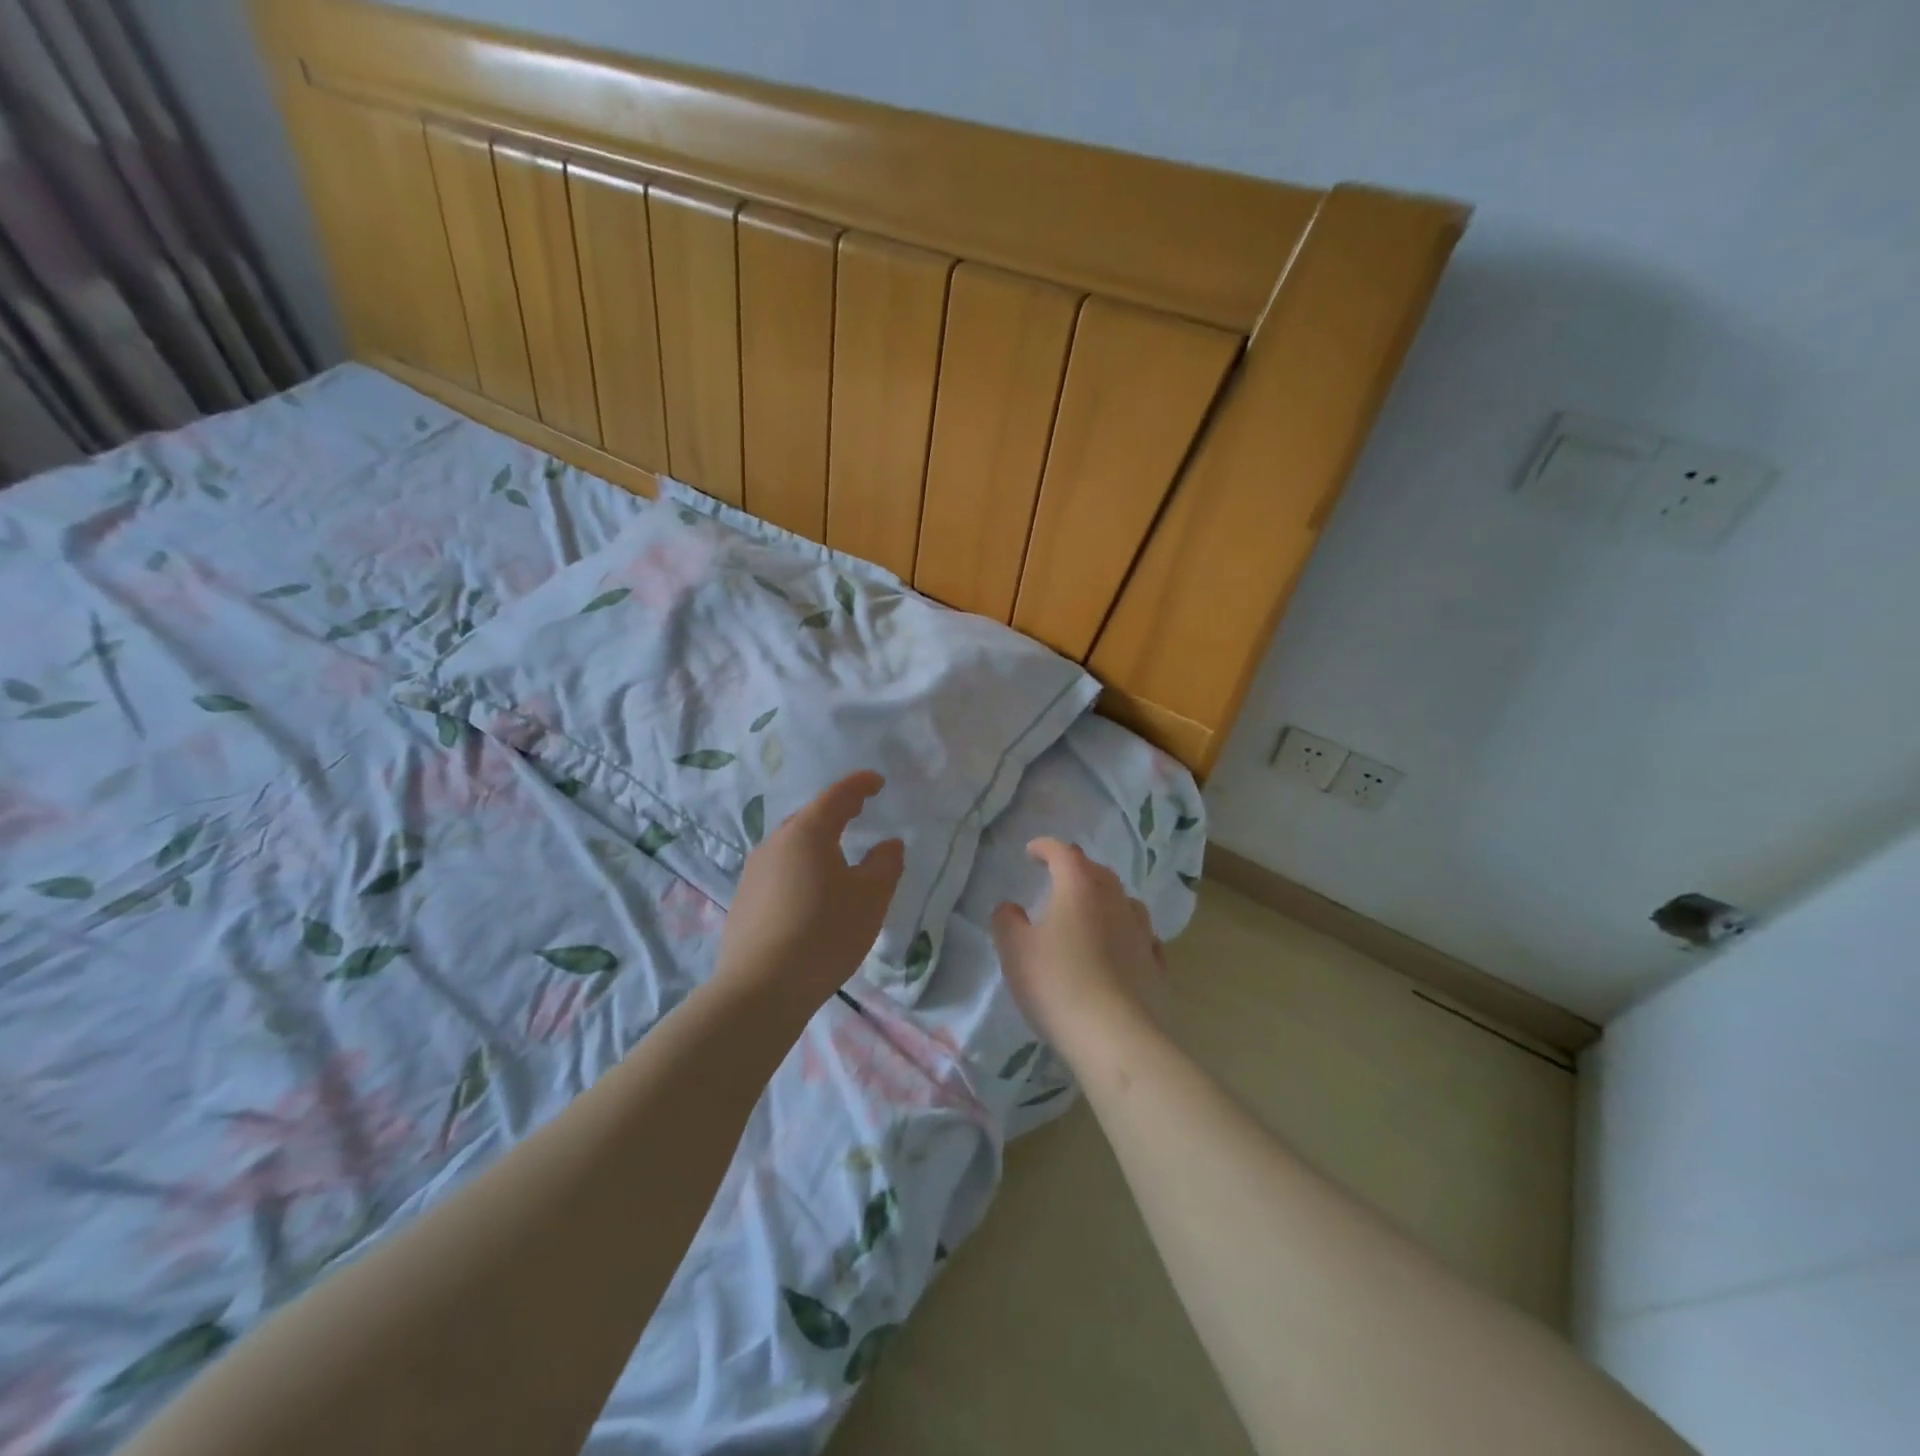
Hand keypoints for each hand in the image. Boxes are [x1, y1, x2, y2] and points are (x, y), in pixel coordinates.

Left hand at [716, 771, 904, 1008]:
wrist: (760, 988)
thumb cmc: (824, 933)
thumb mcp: (870, 898)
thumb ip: (885, 864)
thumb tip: (889, 844)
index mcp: (807, 833)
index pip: (837, 796)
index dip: (859, 785)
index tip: (877, 782)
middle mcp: (775, 844)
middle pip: (809, 818)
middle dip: (835, 812)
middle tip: (858, 811)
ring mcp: (753, 873)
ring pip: (791, 846)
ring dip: (816, 843)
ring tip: (837, 855)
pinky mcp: (744, 902)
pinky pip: (779, 872)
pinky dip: (800, 869)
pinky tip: (811, 893)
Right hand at [991, 838, 1166, 1060]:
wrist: (1115, 1036)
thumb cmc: (1057, 984)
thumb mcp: (1015, 951)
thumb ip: (1007, 921)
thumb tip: (1011, 907)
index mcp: (1079, 888)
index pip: (1064, 853)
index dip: (1046, 847)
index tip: (1031, 851)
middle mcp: (1115, 900)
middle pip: (1097, 872)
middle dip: (1076, 868)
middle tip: (1058, 877)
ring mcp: (1141, 931)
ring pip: (1123, 900)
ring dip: (1104, 897)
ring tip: (1090, 910)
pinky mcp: (1155, 964)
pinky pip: (1140, 935)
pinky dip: (1125, 931)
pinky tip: (1120, 945)